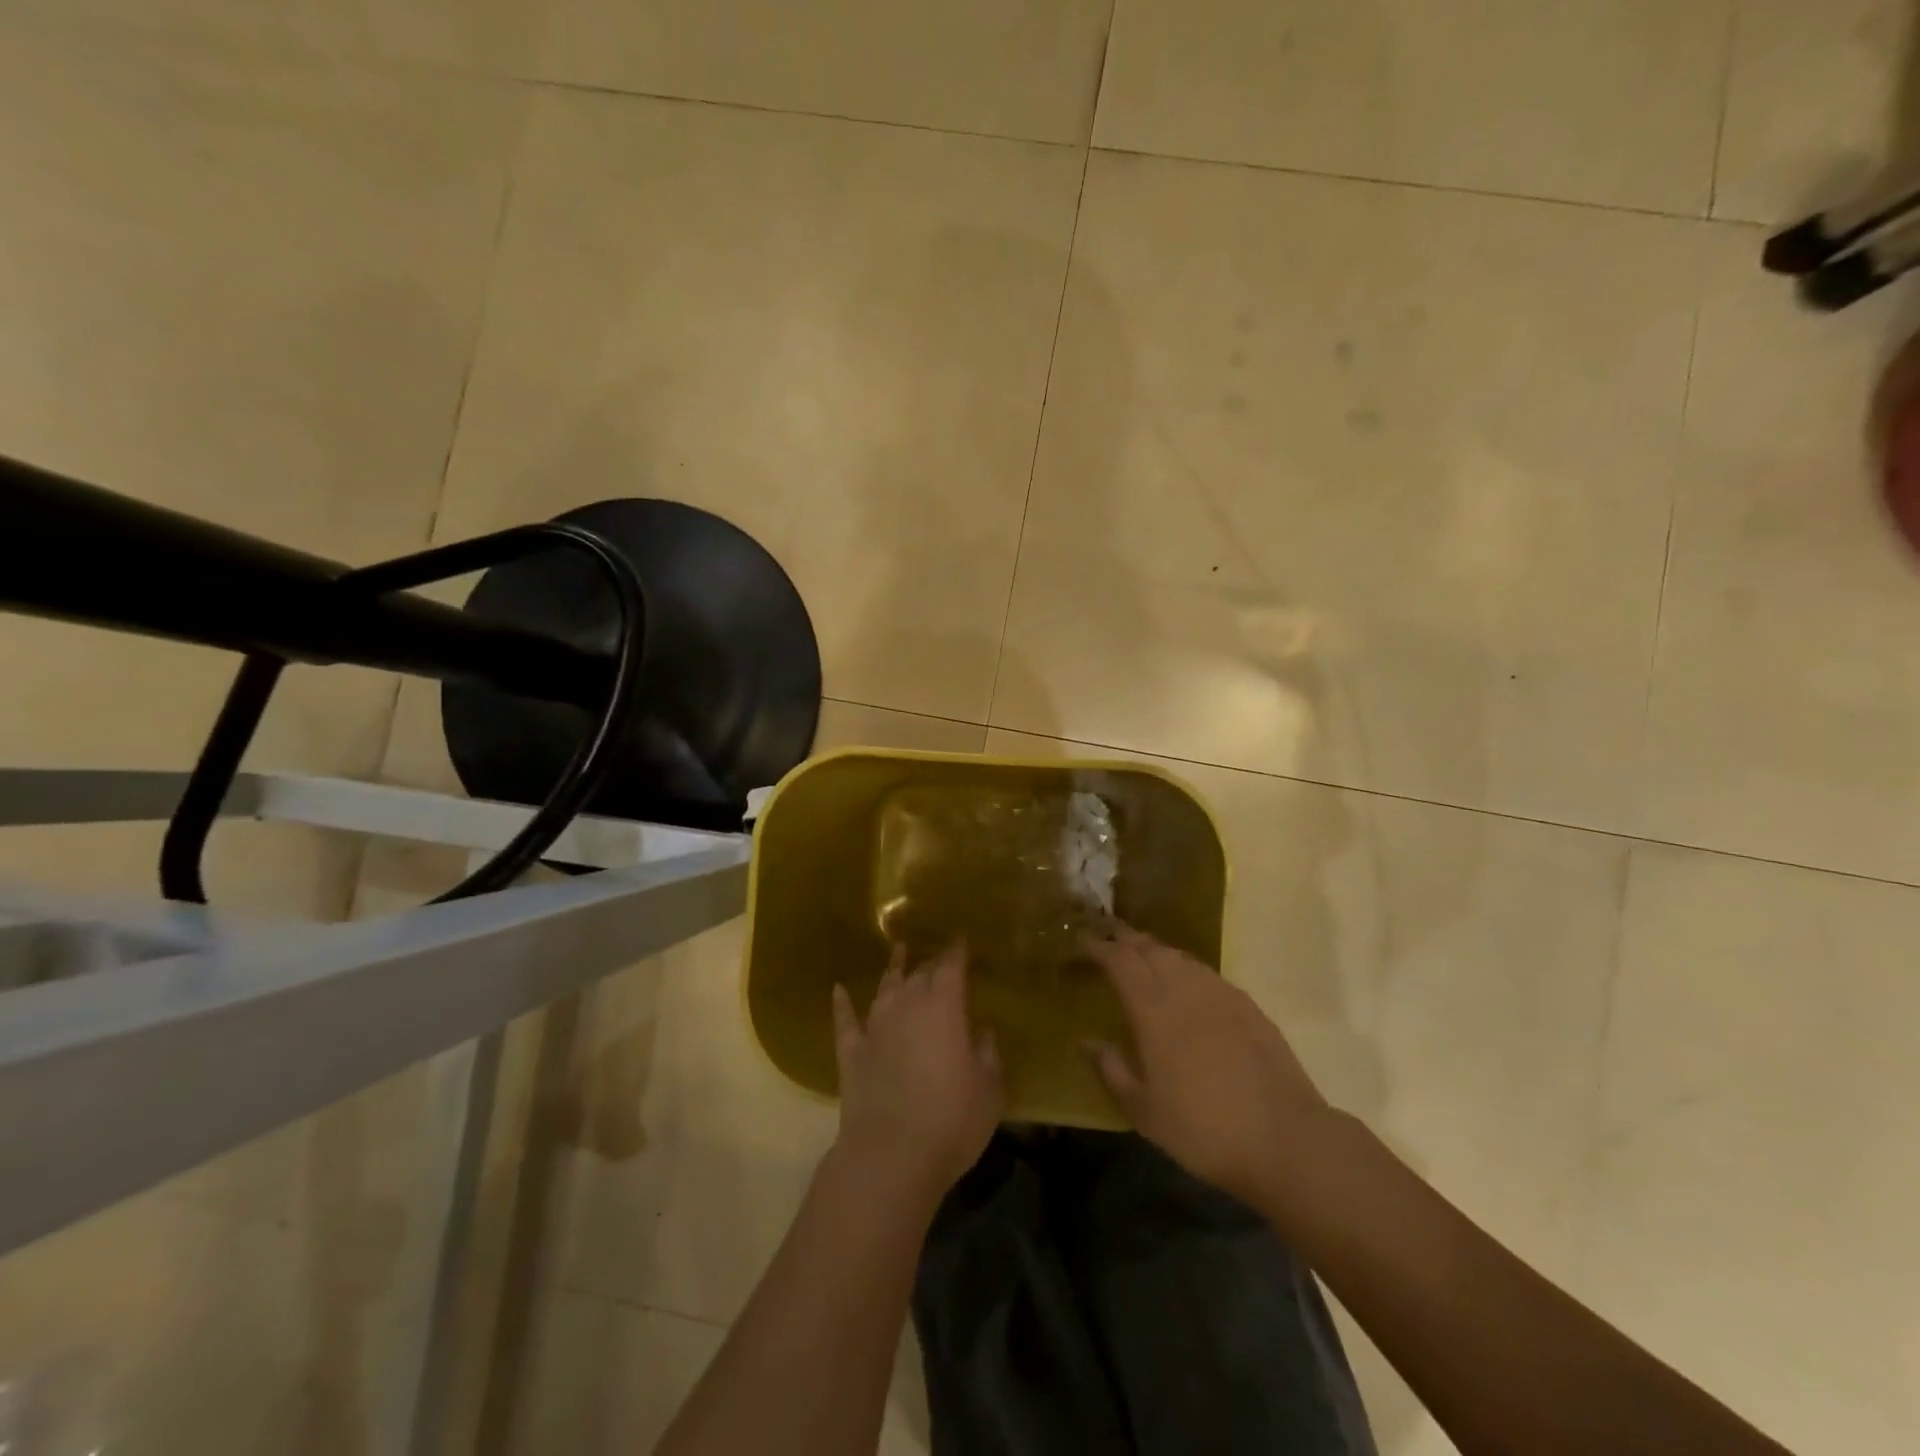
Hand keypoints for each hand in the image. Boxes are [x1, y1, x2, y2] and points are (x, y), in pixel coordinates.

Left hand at [831, 943, 1002, 1207]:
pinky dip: (842, 1003)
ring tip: (898, 951)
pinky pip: (845, 1019)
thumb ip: (987, 1053)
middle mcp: (907, 1005)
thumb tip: (981, 1030)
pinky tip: (839, 989)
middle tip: (940, 958)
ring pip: (886, 987)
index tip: (962, 940)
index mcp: (944, 1007)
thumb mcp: (989, 1089)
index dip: (958, 951)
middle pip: (920, 973)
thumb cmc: (952, 1120)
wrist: (891, 1155)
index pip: (952, 967)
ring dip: (894, 969)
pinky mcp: (851, 1051)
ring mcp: (875, 1026)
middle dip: (932, 963)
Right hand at [1085, 924, 1327, 1205]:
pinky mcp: (1247, 1006)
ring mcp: (1220, 993)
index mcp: (1152, 1008)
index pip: (1120, 960)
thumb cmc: (1203, 1129)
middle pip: (1149, 948)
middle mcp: (1184, 988)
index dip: (1098, 946)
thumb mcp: (1143, 1111)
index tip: (1082, 940)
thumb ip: (1112, 1070)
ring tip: (1142, 955)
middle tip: (1108, 937)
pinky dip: (1185, 967)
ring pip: (1180, 957)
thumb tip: (1087, 1042)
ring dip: (1156, 950)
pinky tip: (1186, 983)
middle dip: (1125, 938)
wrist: (1285, 1139)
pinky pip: (1206, 973)